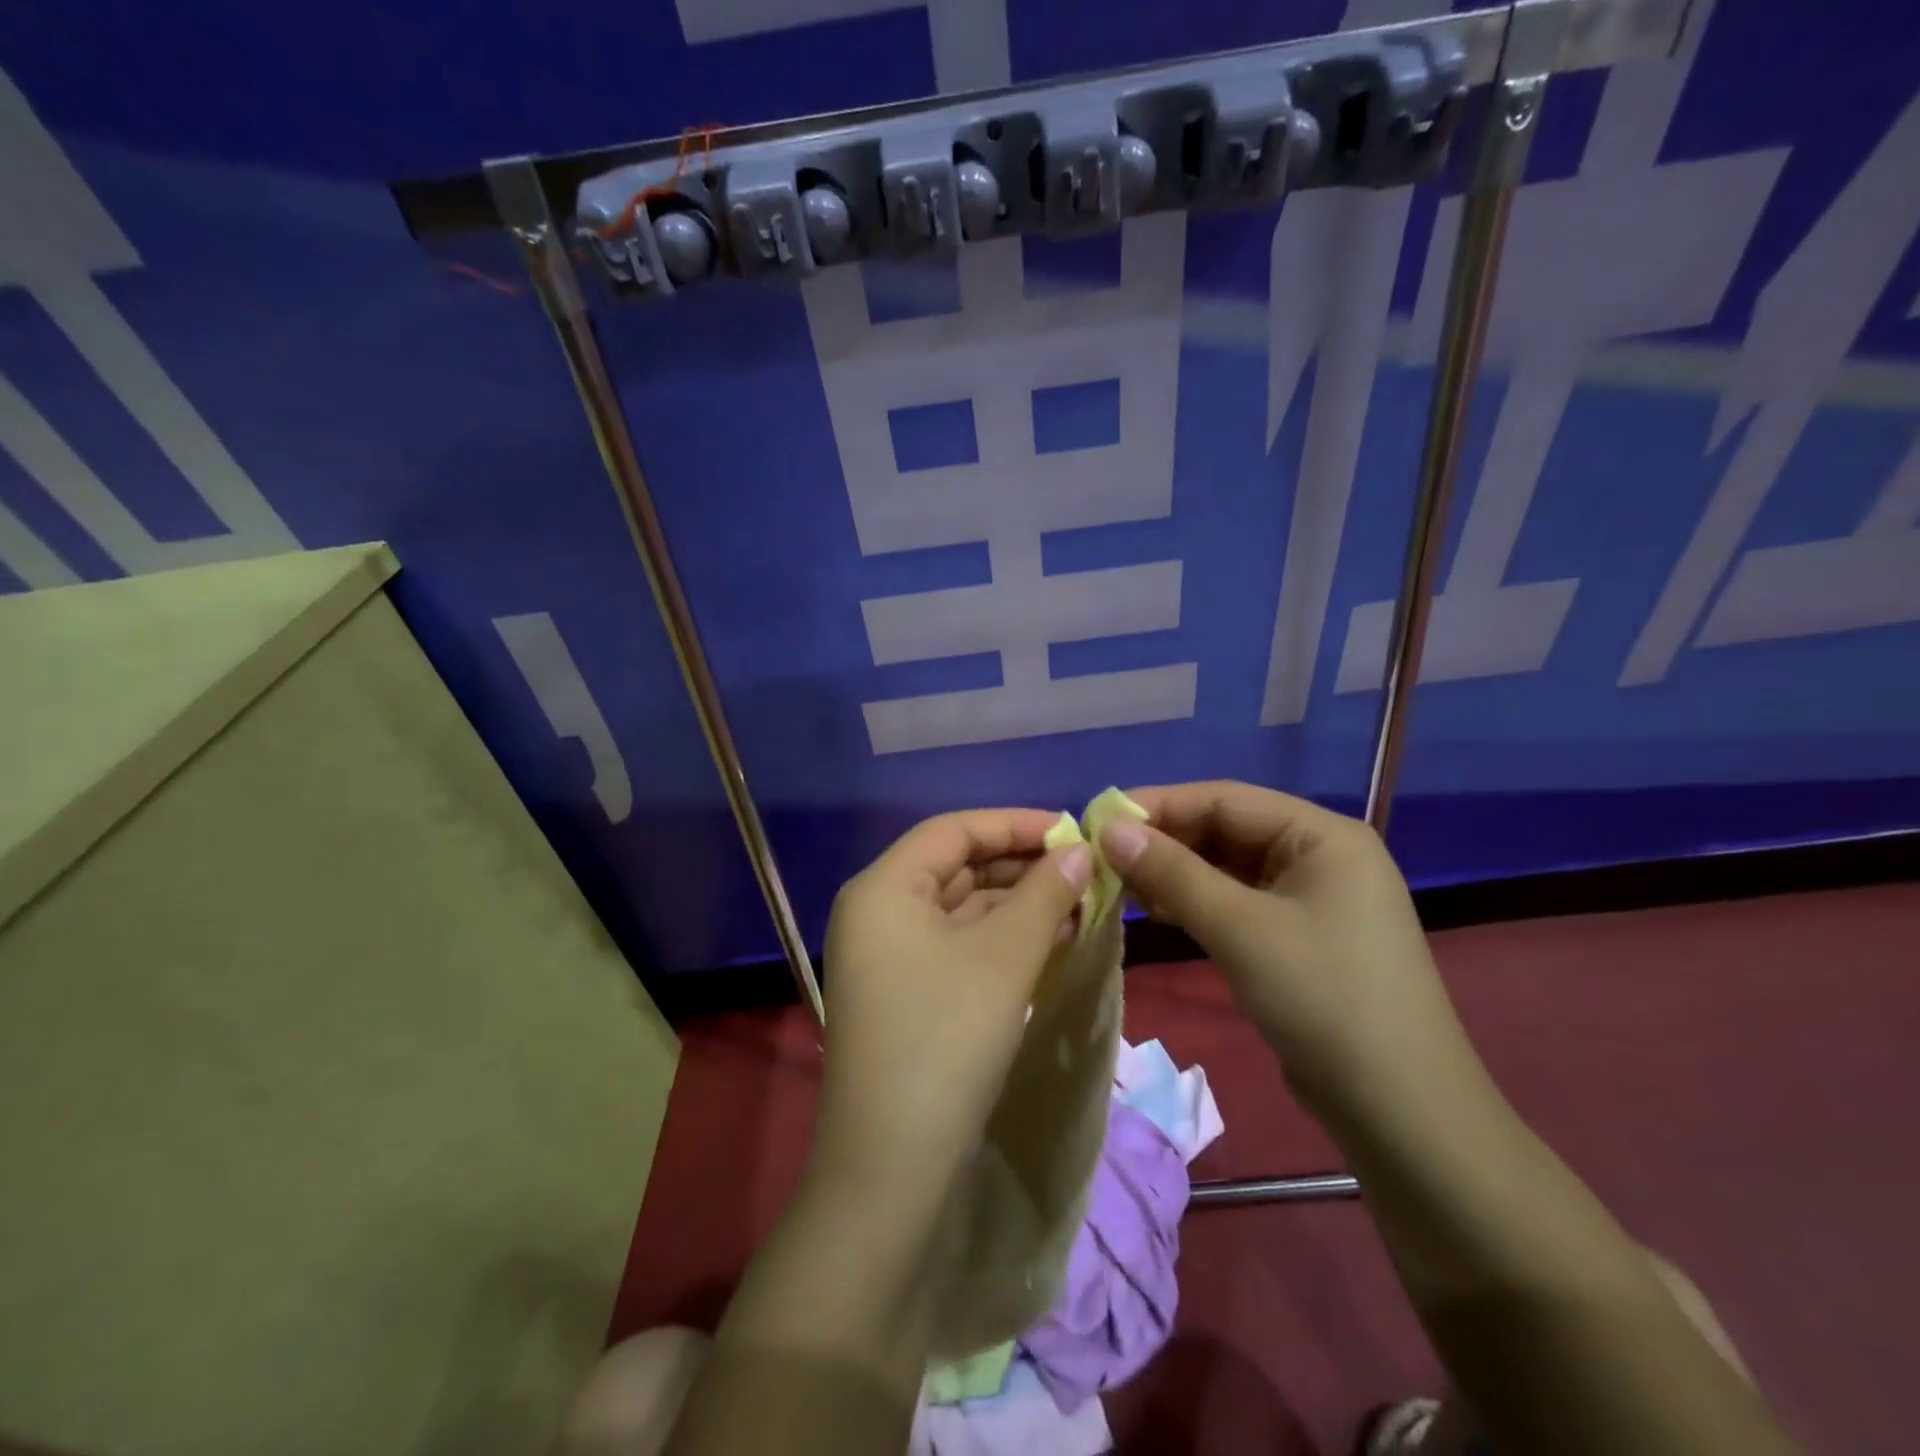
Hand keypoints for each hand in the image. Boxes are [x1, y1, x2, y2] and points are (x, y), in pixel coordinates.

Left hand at [813, 810, 1092, 1200]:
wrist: (893, 1167)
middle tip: (1084, 872)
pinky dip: (1002, 940)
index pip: (954, 830)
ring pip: (961, 909)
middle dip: (1022, 866)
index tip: (1072, 831)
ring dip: (1018, 905)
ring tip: (1079, 906)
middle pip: (957, 867)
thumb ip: (1045, 894)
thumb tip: (1080, 852)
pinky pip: (958, 947)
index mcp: (885, 887)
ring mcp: (889, 957)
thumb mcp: (1004, 957)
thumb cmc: (946, 1038)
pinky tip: (1051, 942)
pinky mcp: (906, 994)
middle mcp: (878, 912)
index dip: (1015, 824)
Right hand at [1097, 781, 1483, 1126]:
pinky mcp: (1299, 938)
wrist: (1400, 1112)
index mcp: (1322, 835)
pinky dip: (1196, 903)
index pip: (1225, 798)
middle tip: (1103, 857)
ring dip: (1175, 874)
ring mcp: (1311, 899)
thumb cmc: (1323, 999)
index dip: (1159, 804)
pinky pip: (1237, 903)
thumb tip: (1109, 829)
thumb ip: (1171, 873)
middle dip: (1165, 842)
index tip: (1099, 819)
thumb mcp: (1239, 928)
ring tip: (1120, 885)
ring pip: (1227, 869)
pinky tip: (1157, 912)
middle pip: (1226, 830)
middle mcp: (1319, 856)